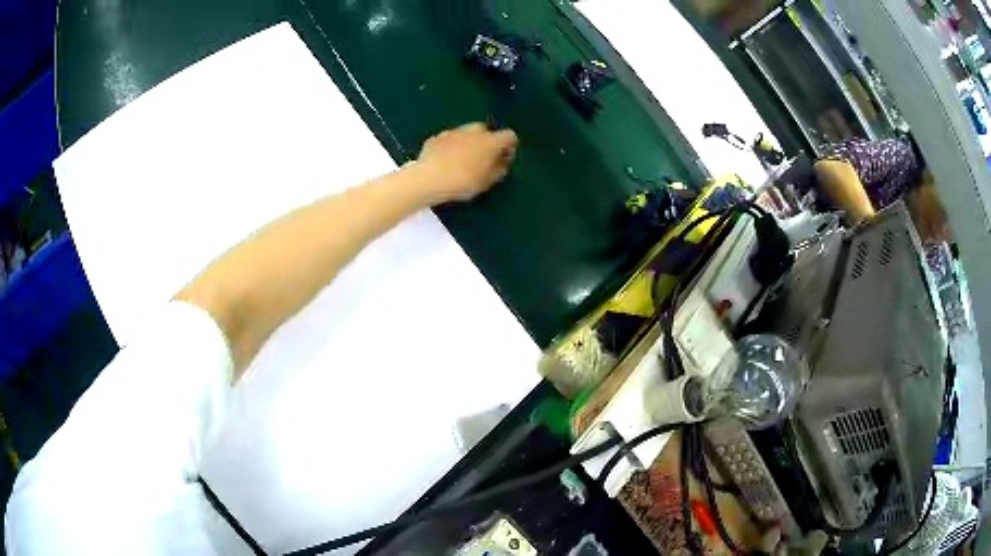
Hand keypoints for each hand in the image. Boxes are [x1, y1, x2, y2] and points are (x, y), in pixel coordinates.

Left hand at [414, 122, 518, 203]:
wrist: (428, 179)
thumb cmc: (463, 182)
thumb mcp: (487, 182)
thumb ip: (499, 170)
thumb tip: (502, 163)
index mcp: (490, 141)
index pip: (509, 136)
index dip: (510, 147)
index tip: (504, 159)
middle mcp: (474, 131)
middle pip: (486, 131)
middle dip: (487, 142)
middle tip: (482, 159)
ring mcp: (453, 132)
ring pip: (467, 133)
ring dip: (469, 142)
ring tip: (462, 160)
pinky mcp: (437, 137)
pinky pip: (449, 139)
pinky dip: (451, 146)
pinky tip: (445, 161)